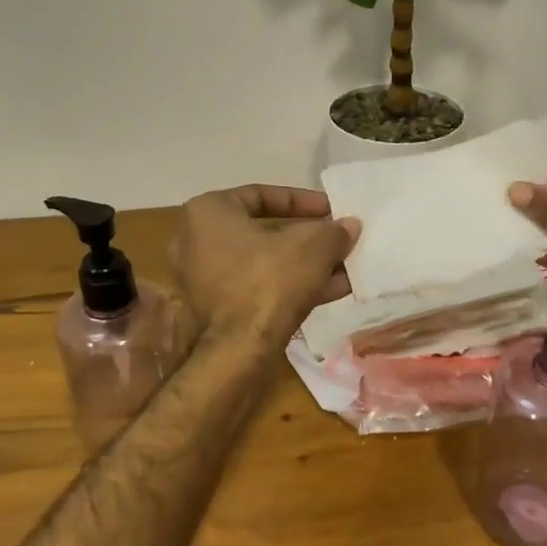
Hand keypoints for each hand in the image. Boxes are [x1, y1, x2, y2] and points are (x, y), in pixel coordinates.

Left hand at [167, 185, 359, 351]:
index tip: (330, 210)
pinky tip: (332, 290)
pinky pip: (258, 287)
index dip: (302, 201)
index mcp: (207, 212)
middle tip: (336, 240)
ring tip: (344, 267)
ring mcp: (202, 279)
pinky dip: (290, 286)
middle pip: (264, 232)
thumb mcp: (312, 248)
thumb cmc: (269, 281)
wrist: (238, 350)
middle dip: (307, 238)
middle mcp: (196, 242)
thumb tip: (350, 226)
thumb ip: (333, 232)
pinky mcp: (215, 311)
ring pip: (264, 263)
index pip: (261, 195)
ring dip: (304, 265)